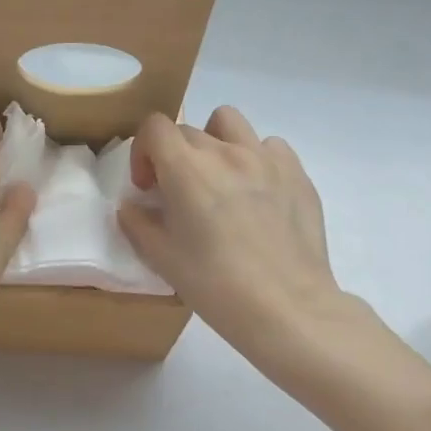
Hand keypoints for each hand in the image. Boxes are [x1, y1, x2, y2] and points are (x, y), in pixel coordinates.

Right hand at [117, 106, 357, 354]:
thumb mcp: (162, 259)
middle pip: (188, 130)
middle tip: (179, 195)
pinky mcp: (297, 172)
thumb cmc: (216, 285)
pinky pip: (270, 146)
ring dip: (215, 141)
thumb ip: (137, 224)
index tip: (148, 187)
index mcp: (187, 169)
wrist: (287, 308)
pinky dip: (256, 158)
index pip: (155, 127)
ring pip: (230, 122)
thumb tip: (132, 206)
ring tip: (219, 178)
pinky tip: (257, 191)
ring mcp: (265, 158)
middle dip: (175, 156)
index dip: (144, 152)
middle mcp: (225, 152)